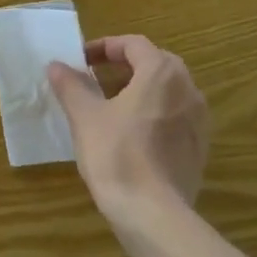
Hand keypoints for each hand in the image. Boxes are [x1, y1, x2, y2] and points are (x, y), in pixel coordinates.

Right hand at [48, 35, 211, 245]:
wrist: (153, 213)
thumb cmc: (116, 155)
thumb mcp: (85, 116)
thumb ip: (71, 85)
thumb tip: (57, 66)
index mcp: (161, 73)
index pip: (134, 44)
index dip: (105, 47)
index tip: (81, 61)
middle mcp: (188, 89)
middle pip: (155, 63)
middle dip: (123, 66)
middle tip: (94, 79)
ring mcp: (199, 119)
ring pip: (167, 90)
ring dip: (139, 90)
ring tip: (109, 106)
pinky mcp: (199, 147)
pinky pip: (175, 116)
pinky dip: (152, 113)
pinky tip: (130, 135)